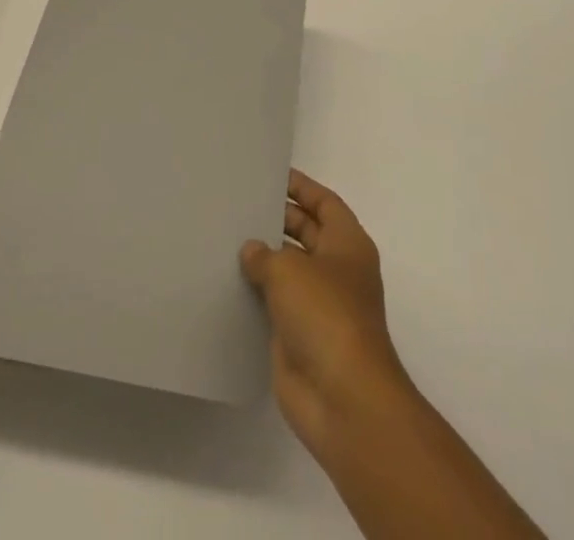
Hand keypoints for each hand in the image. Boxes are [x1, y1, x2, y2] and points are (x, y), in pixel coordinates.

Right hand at [240, 169, 411, 455]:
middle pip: (306, 233)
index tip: (271, 175)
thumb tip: (252, 250)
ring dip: (264, 258)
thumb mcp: (289, 271)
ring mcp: (320, 306)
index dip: (301, 187)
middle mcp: (337, 270)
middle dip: (278, 219)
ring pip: (289, 270)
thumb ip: (265, 254)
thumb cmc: (325, 316)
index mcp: (347, 244)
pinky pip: (276, 305)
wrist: (342, 398)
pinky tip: (227, 282)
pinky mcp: (300, 337)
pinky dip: (256, 294)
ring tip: (225, 237)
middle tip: (240, 204)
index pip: (324, 203)